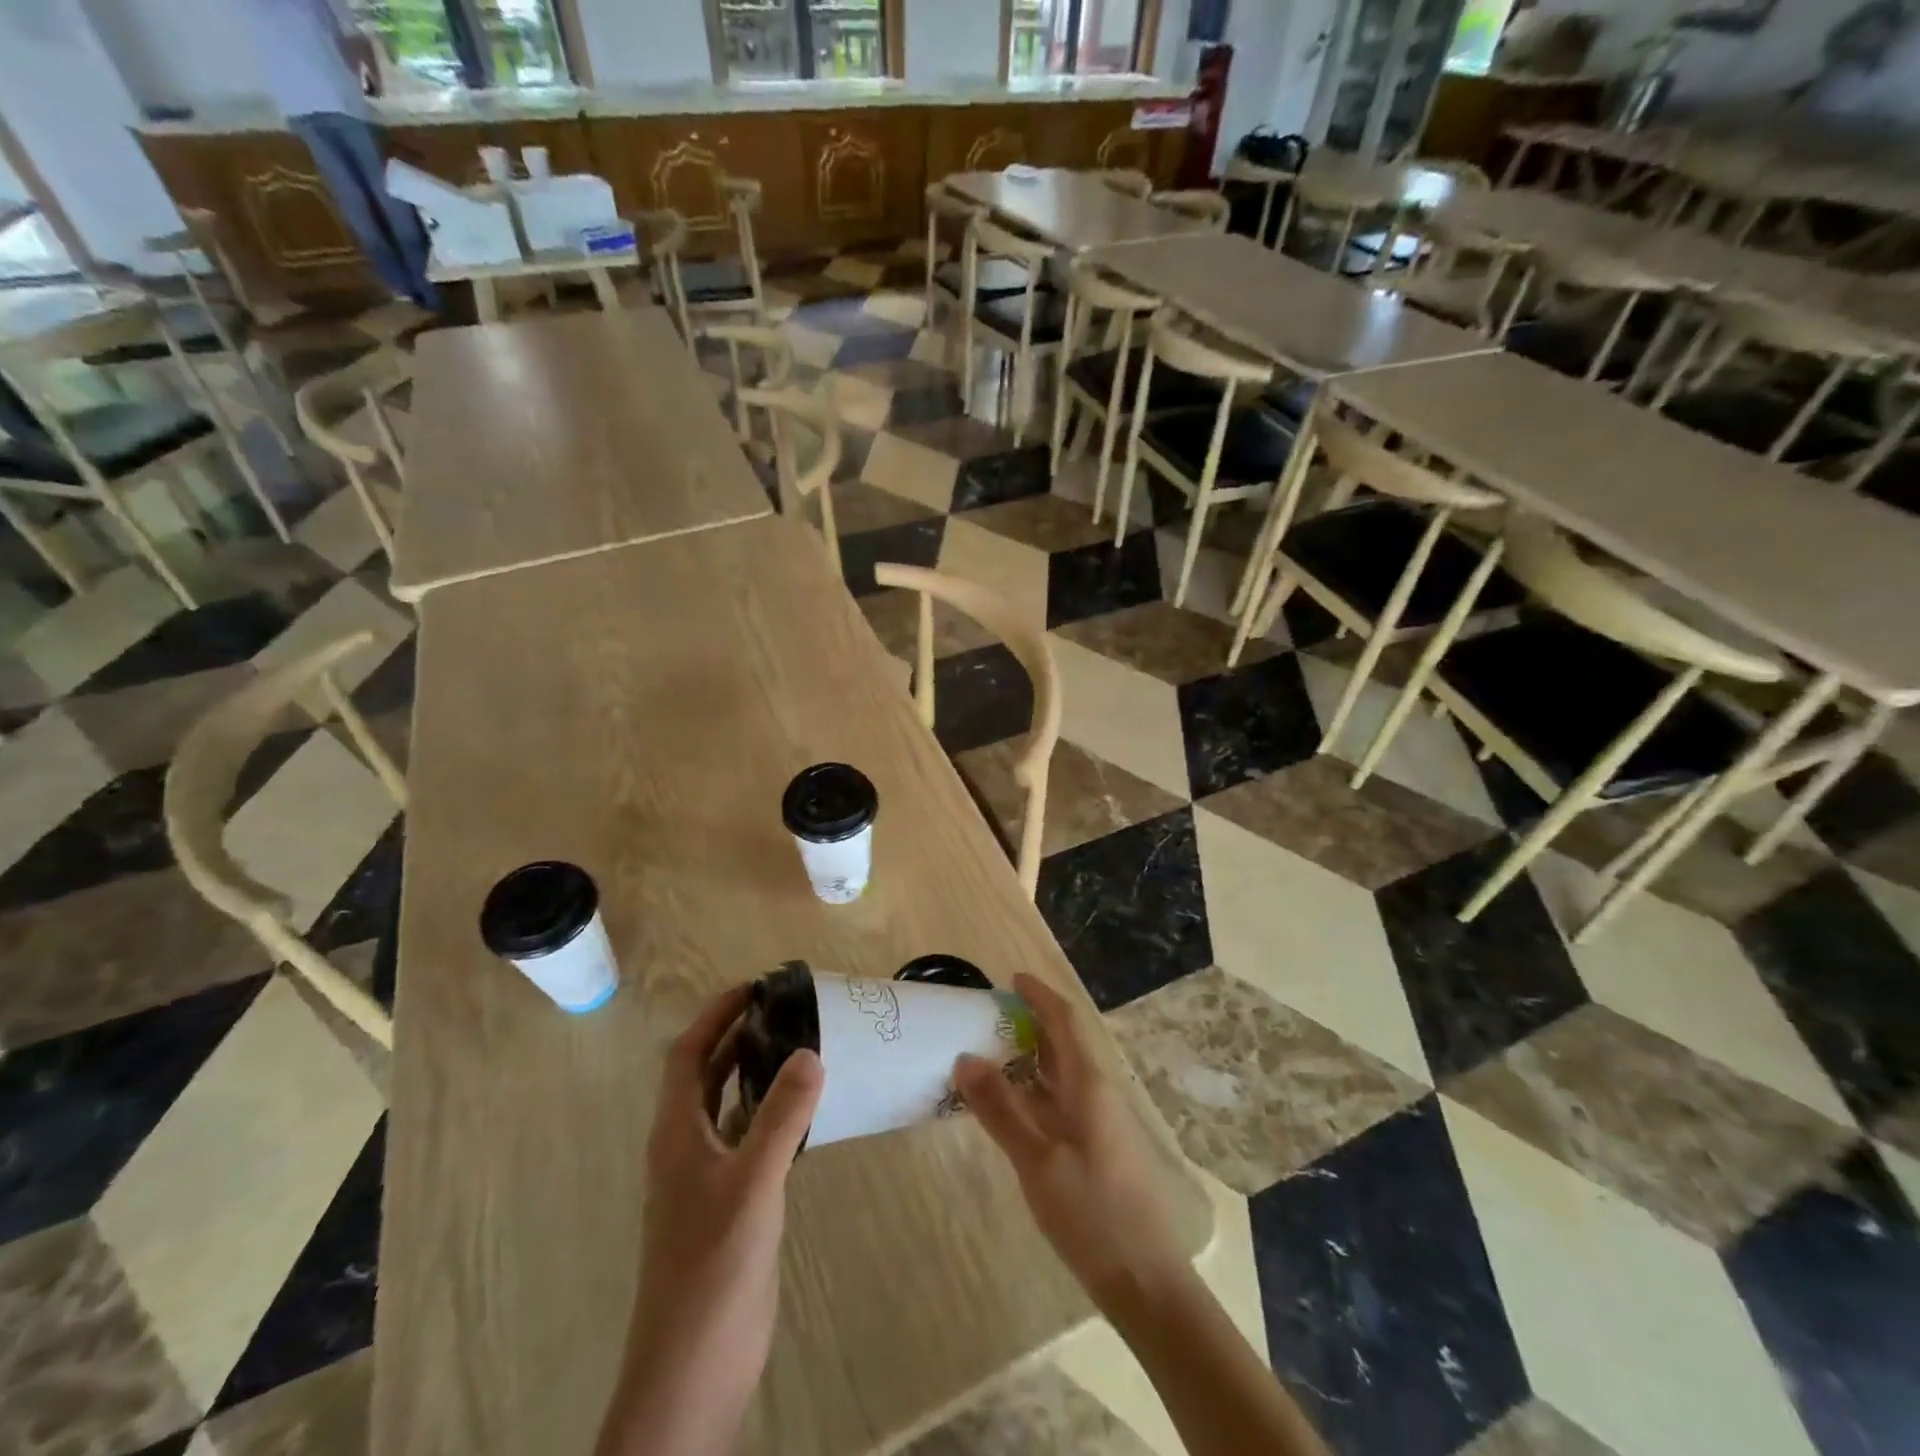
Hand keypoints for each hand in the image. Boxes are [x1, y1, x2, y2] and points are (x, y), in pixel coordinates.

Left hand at [600, 986, 821, 1455]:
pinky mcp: (731, 1203)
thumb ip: (782, 1117)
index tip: (756, 986)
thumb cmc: (712, 1267)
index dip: (716, 1015)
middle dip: (741, 1035)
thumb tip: (810, 1052)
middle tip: (788, 1008)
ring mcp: (708, 1177)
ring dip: (758, 1072)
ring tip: (803, 1044)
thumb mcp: (752, 1183)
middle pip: (708, 1074)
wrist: (693, 1369)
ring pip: (731, 1106)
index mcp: (677, 1133)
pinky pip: (751, 1139)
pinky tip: (808, 1111)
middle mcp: (687, 1146)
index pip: (689, 1055)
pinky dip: (773, 1114)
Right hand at [954, 973, 1184, 1312]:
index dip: (1040, 995)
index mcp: (1089, 1084)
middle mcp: (1097, 1092)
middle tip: (985, 1018)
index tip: (1011, 979)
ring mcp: (1099, 1121)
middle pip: (1062, 1044)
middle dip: (1028, 1024)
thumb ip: (1000, 1109)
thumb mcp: (1037, 1160)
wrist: (1145, 1281)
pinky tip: (1008, 1107)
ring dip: (1028, 1059)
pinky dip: (1033, 1092)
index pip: (1065, 1021)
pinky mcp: (1096, 1147)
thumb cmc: (1092, 1213)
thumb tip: (965, 1058)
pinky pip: (1060, 1102)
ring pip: (1060, 1074)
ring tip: (988, 1055)